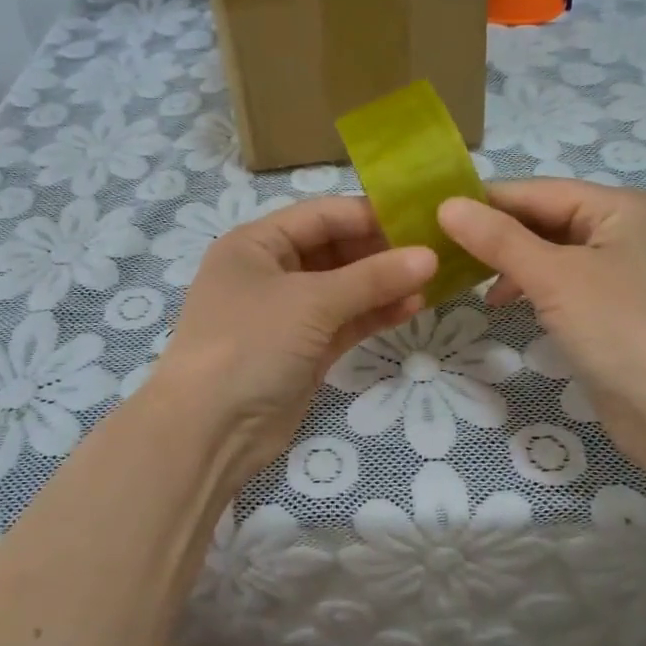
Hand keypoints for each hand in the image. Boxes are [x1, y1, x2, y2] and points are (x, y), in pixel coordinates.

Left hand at [146, 197, 435, 481]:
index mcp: (256, 243)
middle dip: (381, 252)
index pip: (321, 215)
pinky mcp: (302, 351)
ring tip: (433, 281)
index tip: (421, 219)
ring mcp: (286, 315)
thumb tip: (430, 256)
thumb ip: (372, 278)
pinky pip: (344, 323)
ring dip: (383, 286)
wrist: (210, 430)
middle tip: (434, 251)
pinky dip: (373, 315)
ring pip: (343, 290)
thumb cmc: (251, 344)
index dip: (369, 215)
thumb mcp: (311, 302)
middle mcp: (269, 272)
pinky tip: (412, 308)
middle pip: (334, 250)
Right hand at [438, 180, 645, 453]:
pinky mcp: (615, 307)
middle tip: (442, 248)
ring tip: (467, 278)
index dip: (487, 202)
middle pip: (547, 219)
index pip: (540, 191)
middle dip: (498, 234)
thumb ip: (499, 239)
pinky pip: (563, 282)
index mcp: (622, 206)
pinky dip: (531, 287)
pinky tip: (503, 301)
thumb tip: (447, 205)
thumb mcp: (553, 277)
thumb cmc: (618, 328)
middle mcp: (627, 229)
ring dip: (511, 262)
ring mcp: (623, 270)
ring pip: (552, 252)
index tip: (434, 213)